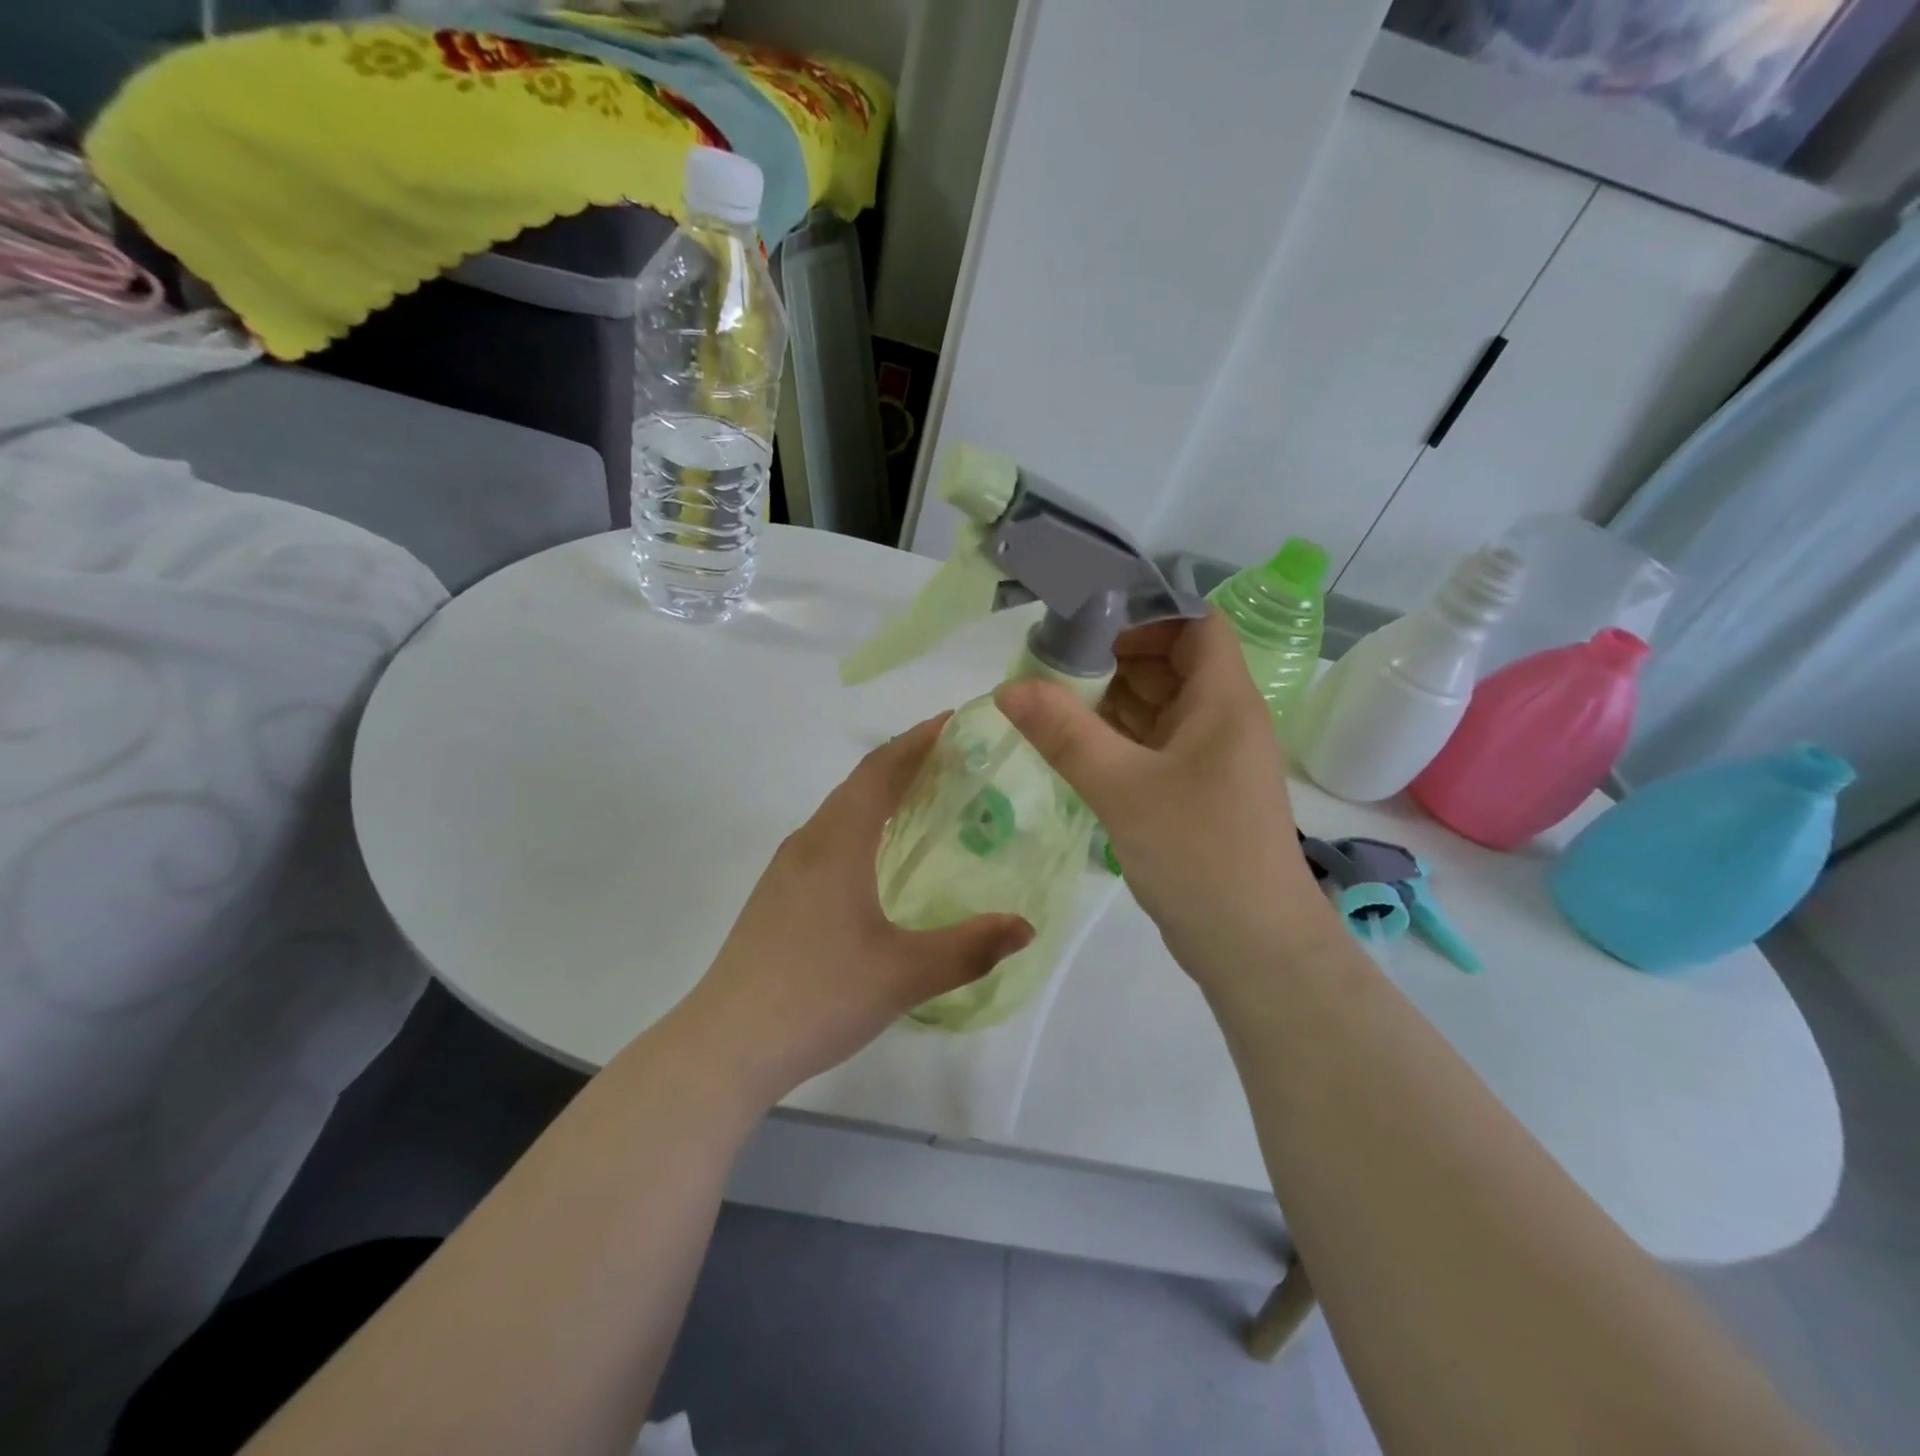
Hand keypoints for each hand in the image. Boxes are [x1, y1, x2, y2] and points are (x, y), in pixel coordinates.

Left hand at [678, 717, 1034, 1107]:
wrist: (727, 1044)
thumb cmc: (819, 996)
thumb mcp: (905, 974)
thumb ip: (970, 948)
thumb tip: (1026, 927)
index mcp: (837, 844)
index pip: (880, 772)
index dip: (917, 741)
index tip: (953, 721)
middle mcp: (808, 844)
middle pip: (858, 784)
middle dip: (903, 761)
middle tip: (952, 757)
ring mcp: (786, 870)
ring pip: (839, 812)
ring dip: (879, 793)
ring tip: (921, 797)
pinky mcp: (776, 897)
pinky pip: (827, 838)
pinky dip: (860, 824)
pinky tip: (876, 856)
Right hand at [995, 609, 1331, 991]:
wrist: (1254, 948)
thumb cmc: (1200, 856)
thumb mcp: (1123, 788)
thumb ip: (1065, 734)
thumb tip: (1009, 686)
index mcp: (1223, 701)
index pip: (1194, 623)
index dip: (1145, 613)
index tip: (1086, 622)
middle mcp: (1221, 719)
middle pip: (1170, 662)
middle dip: (1112, 656)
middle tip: (1049, 663)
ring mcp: (1208, 758)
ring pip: (1157, 706)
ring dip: (1110, 699)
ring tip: (1050, 700)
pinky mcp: (1194, 791)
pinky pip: (1152, 745)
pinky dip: (1116, 737)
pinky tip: (1073, 744)